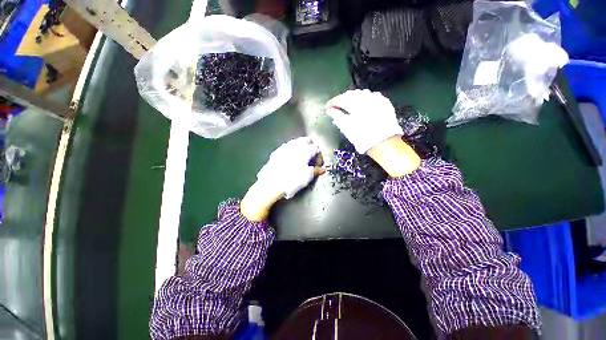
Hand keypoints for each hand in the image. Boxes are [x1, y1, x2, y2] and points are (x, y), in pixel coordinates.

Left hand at [241, 137, 323, 220]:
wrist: (272, 183)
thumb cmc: (292, 180)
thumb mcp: (307, 176)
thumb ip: (316, 171)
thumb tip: (322, 169)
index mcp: (305, 150)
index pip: (316, 149)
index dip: (319, 157)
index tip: (319, 165)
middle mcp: (295, 145)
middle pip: (307, 141)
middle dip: (311, 147)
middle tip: (312, 157)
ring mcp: (285, 147)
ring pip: (296, 142)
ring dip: (302, 147)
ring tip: (302, 157)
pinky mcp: (277, 151)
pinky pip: (288, 147)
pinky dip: (292, 150)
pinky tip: (291, 158)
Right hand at [325, 90, 420, 176]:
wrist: (384, 144)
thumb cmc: (363, 138)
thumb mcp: (347, 129)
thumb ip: (338, 117)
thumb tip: (330, 111)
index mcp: (356, 106)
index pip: (341, 99)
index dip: (333, 102)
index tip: (328, 107)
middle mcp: (367, 99)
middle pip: (351, 94)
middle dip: (342, 99)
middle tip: (336, 106)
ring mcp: (377, 100)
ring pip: (362, 93)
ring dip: (353, 97)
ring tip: (348, 105)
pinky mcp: (384, 103)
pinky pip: (372, 96)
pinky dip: (364, 99)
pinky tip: (362, 104)